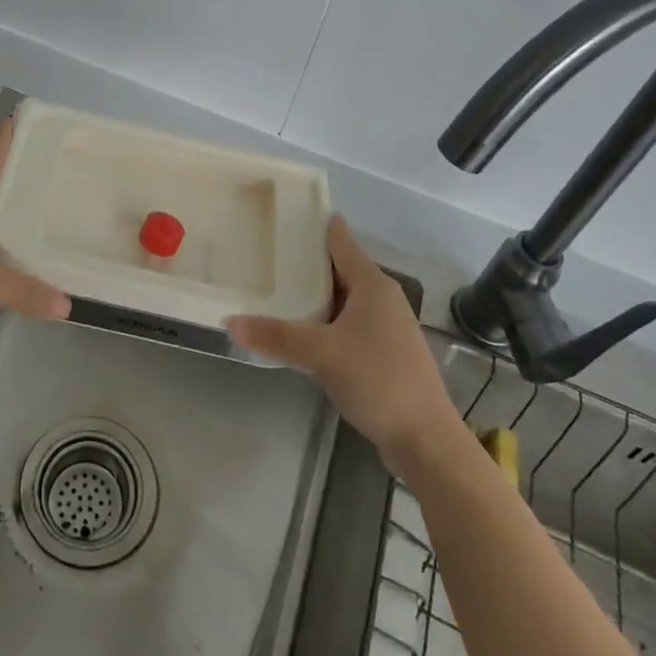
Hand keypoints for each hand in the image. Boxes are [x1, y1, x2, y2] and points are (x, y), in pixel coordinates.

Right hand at [228, 216, 459, 468]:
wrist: (425, 440)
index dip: (314, 226)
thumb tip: (230, 322)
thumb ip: (276, 336)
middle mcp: (381, 298)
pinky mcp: (383, 353)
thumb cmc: (378, 380)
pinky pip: (347, 324)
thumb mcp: (321, 354)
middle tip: (265, 252)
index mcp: (373, 284)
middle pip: (338, 269)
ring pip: (342, 299)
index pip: (340, 241)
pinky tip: (300, 331)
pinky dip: (324, 321)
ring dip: (313, 295)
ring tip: (274, 288)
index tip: (283, 214)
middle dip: (305, 262)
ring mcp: (385, 327)